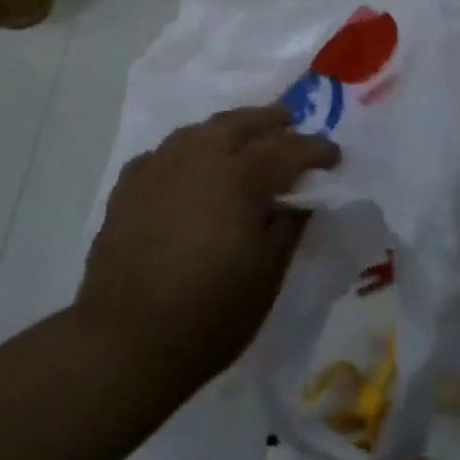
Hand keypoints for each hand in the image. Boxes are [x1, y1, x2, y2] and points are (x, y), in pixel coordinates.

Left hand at [77, 105, 337, 392]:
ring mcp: (158, 166)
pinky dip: (186, 152)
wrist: (125, 339)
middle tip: (290, 120)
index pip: (286, 149)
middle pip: (240, 123)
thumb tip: (300, 198)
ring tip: (242, 135)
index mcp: (238, 176)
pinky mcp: (129, 185)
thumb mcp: (266, 275)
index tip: (334, 154)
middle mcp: (198, 156)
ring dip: (227, 128)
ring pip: (200, 130)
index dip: (314, 149)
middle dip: (270, 120)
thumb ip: (288, 227)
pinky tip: (188, 165)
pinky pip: (165, 153)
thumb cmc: (208, 313)